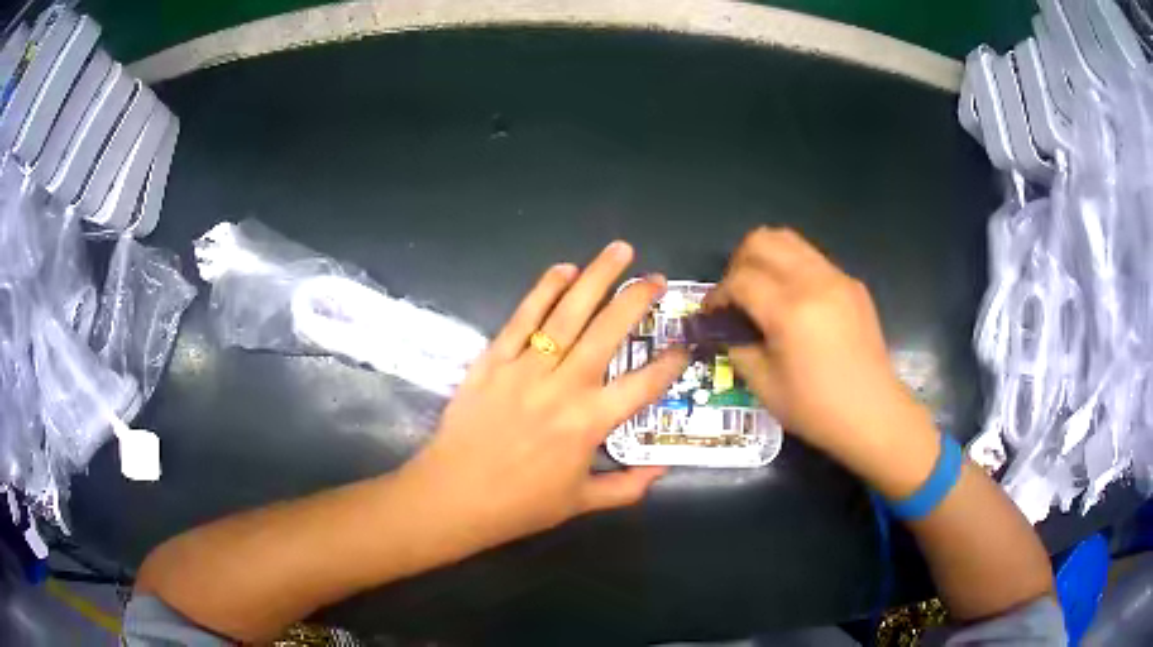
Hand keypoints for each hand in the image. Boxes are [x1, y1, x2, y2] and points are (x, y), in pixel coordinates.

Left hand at [398, 242, 688, 551]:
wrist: (453, 496)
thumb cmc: (519, 505)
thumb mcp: (581, 503)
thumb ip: (627, 487)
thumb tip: (663, 469)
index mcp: (590, 423)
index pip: (644, 385)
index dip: (670, 363)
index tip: (684, 344)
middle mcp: (564, 386)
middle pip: (609, 331)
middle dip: (637, 300)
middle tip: (657, 278)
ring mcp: (527, 368)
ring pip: (568, 313)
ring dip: (596, 277)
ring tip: (619, 251)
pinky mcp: (493, 360)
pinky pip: (523, 318)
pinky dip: (544, 290)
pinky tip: (563, 268)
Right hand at [708, 227, 918, 458]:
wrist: (873, 413)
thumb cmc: (816, 408)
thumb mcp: (764, 386)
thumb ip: (738, 347)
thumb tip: (727, 329)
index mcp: (789, 310)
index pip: (740, 279)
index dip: (718, 294)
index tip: (712, 314)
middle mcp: (813, 282)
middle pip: (761, 241)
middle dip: (738, 263)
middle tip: (736, 295)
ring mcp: (837, 278)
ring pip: (789, 240)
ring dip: (765, 258)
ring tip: (762, 291)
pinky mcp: (852, 284)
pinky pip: (813, 259)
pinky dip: (792, 269)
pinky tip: (795, 304)